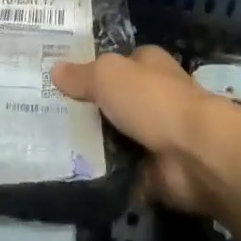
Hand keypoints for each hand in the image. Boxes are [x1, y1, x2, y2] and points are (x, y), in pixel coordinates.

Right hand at [51, 46, 240, 215]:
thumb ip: (82, 75)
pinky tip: (73, 176)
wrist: (195, 155)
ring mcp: (157, 137)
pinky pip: (123, 174)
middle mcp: (155, 97)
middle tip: (46, 117)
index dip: (91, 69)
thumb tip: (55, 70)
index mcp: (148, 64)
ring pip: (117, 138)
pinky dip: (106, 177)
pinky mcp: (156, 172)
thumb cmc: (153, 101)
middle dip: (88, 110)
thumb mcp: (108, 76)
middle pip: (115, 101)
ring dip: (94, 146)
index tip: (59, 81)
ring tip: (51, 148)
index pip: (117, 62)